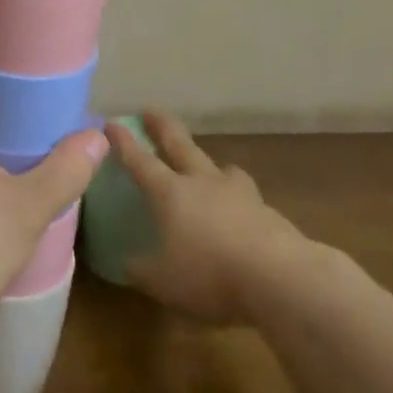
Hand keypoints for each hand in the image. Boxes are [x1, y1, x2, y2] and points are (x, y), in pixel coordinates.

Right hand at [105, 111, 310, 323]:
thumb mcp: (162, 281)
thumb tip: (127, 264)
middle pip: (180, 145)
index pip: (140, 161)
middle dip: (162, 126)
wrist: (280, 278)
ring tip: (207, 167)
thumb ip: (141, 270)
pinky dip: (236, 198)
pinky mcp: (267, 212)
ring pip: (220, 167)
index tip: (111, 122)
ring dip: (209, 162)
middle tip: (151, 110)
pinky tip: (238, 212)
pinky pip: (245, 196)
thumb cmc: (209, 274)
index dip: (124, 143)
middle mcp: (202, 183)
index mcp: (170, 193)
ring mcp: (239, 193)